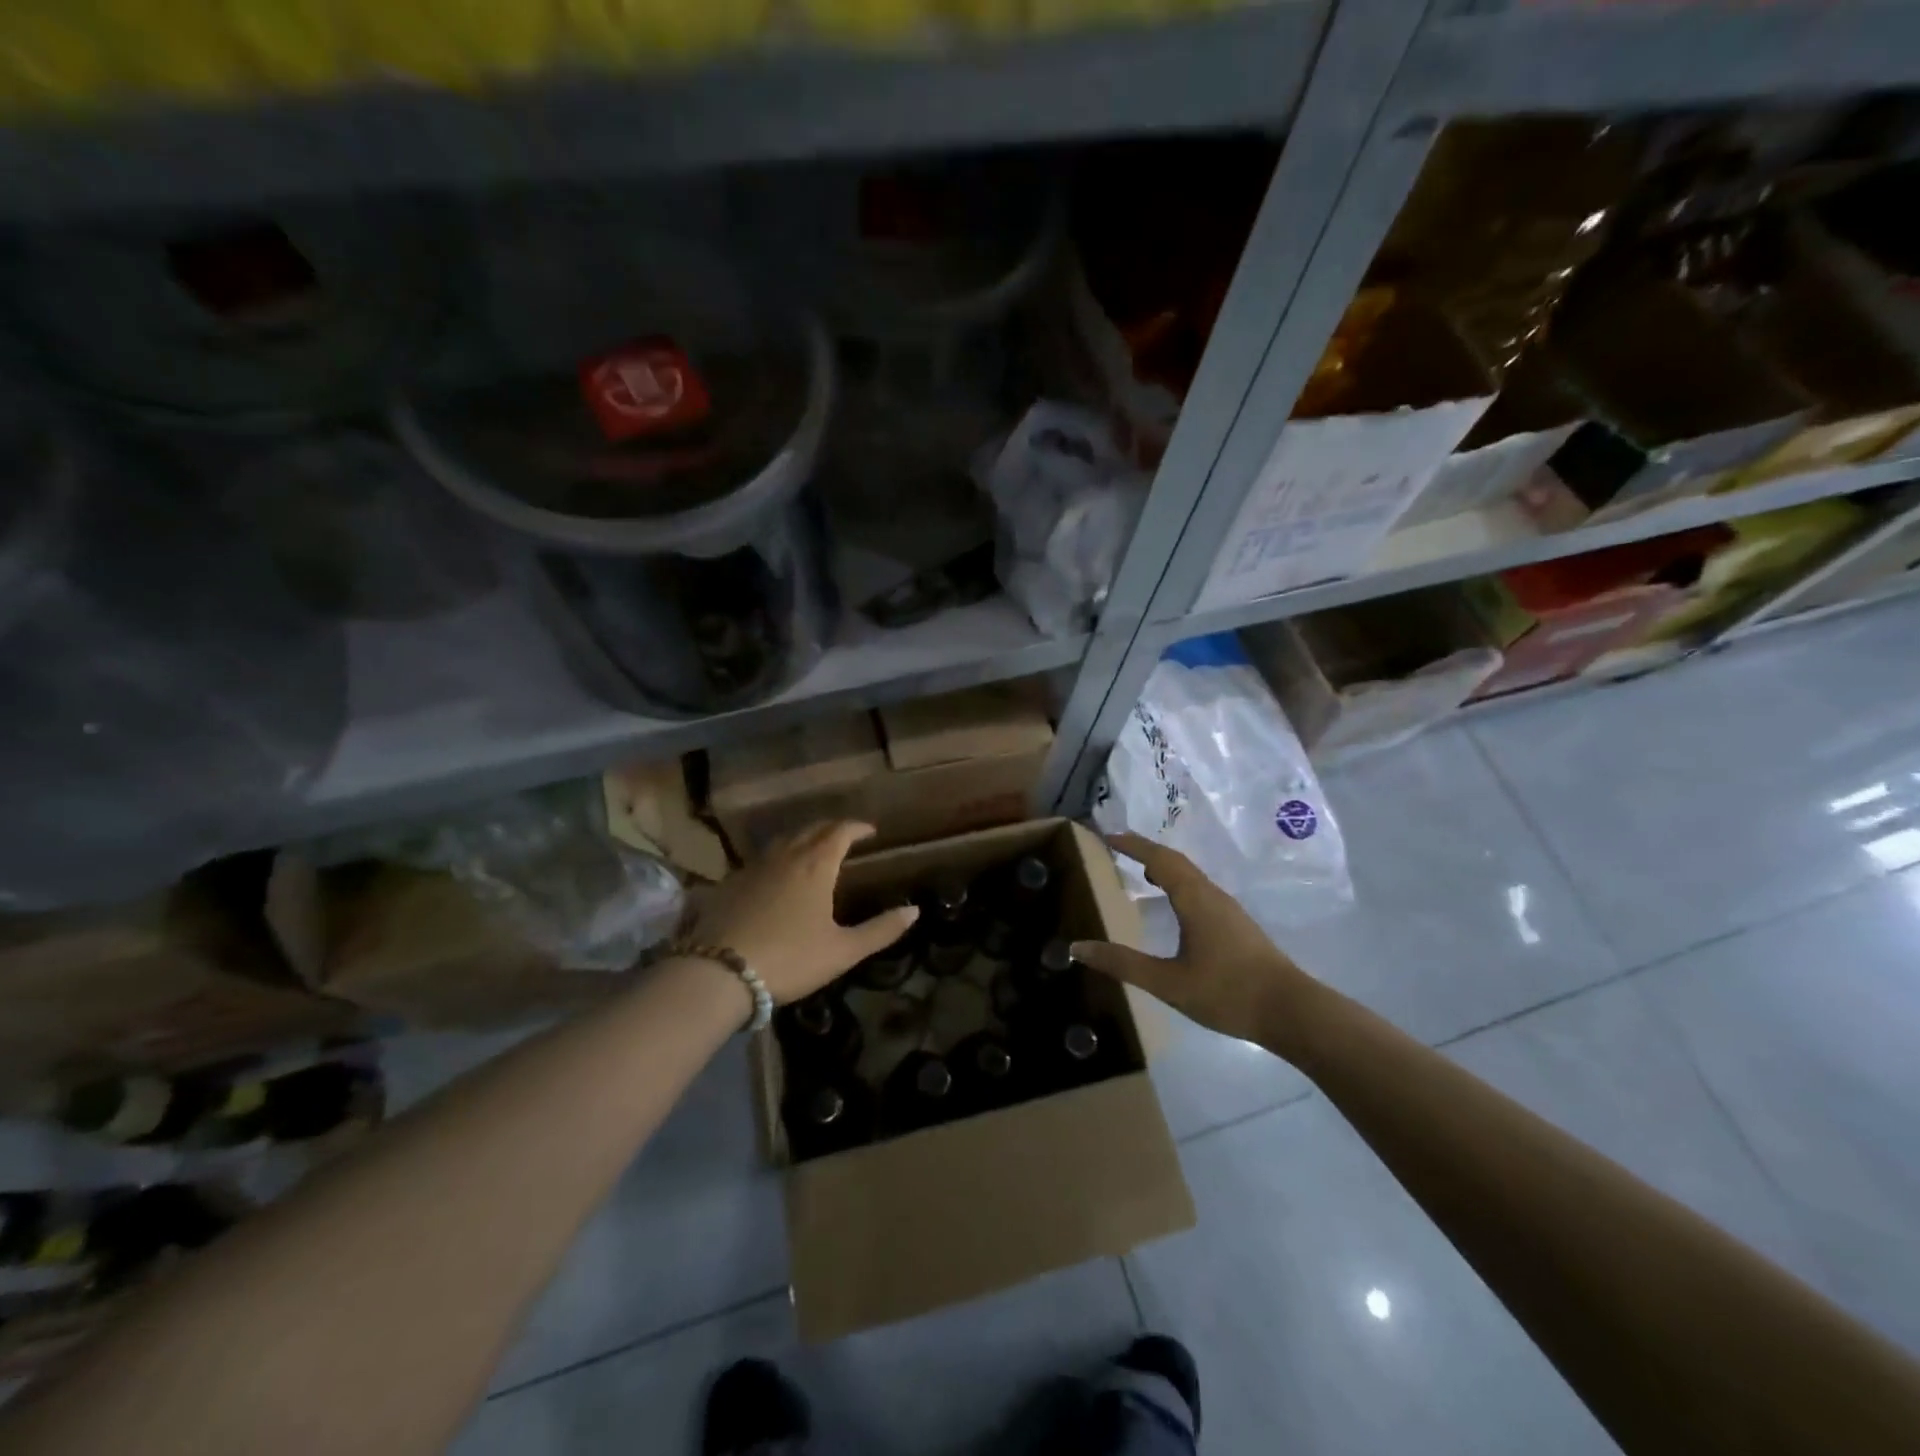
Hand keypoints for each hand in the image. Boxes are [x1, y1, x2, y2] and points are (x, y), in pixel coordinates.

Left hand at [685, 820, 917, 1004]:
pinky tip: (776, 876)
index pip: (840, 831)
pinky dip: (778, 857)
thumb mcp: (843, 950)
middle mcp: (785, 856)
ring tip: (813, 849)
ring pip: (783, 841)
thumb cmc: (790, 959)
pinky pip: (761, 859)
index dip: (857, 827)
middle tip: (845, 835)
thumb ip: (881, 930)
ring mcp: (754, 867)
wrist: (719, 972)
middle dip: (831, 828)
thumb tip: (914, 910)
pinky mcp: (731, 883)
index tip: (870, 831)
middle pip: (811, 829)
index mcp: (816, 865)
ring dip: (803, 838)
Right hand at [1072, 832, 1315, 1046]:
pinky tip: (1173, 903)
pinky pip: (1199, 889)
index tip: (1107, 836)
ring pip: (1190, 875)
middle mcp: (1211, 895)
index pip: (1159, 859)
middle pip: (1176, 861)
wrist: (1291, 1011)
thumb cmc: (1227, 992)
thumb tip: (1077, 947)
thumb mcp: (1168, 983)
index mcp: (1194, 899)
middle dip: (1146, 850)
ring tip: (1140, 870)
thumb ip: (1123, 963)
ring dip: (1164, 865)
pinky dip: (1177, 882)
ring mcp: (1228, 909)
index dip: (1132, 845)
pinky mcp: (1236, 924)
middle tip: (1117, 847)